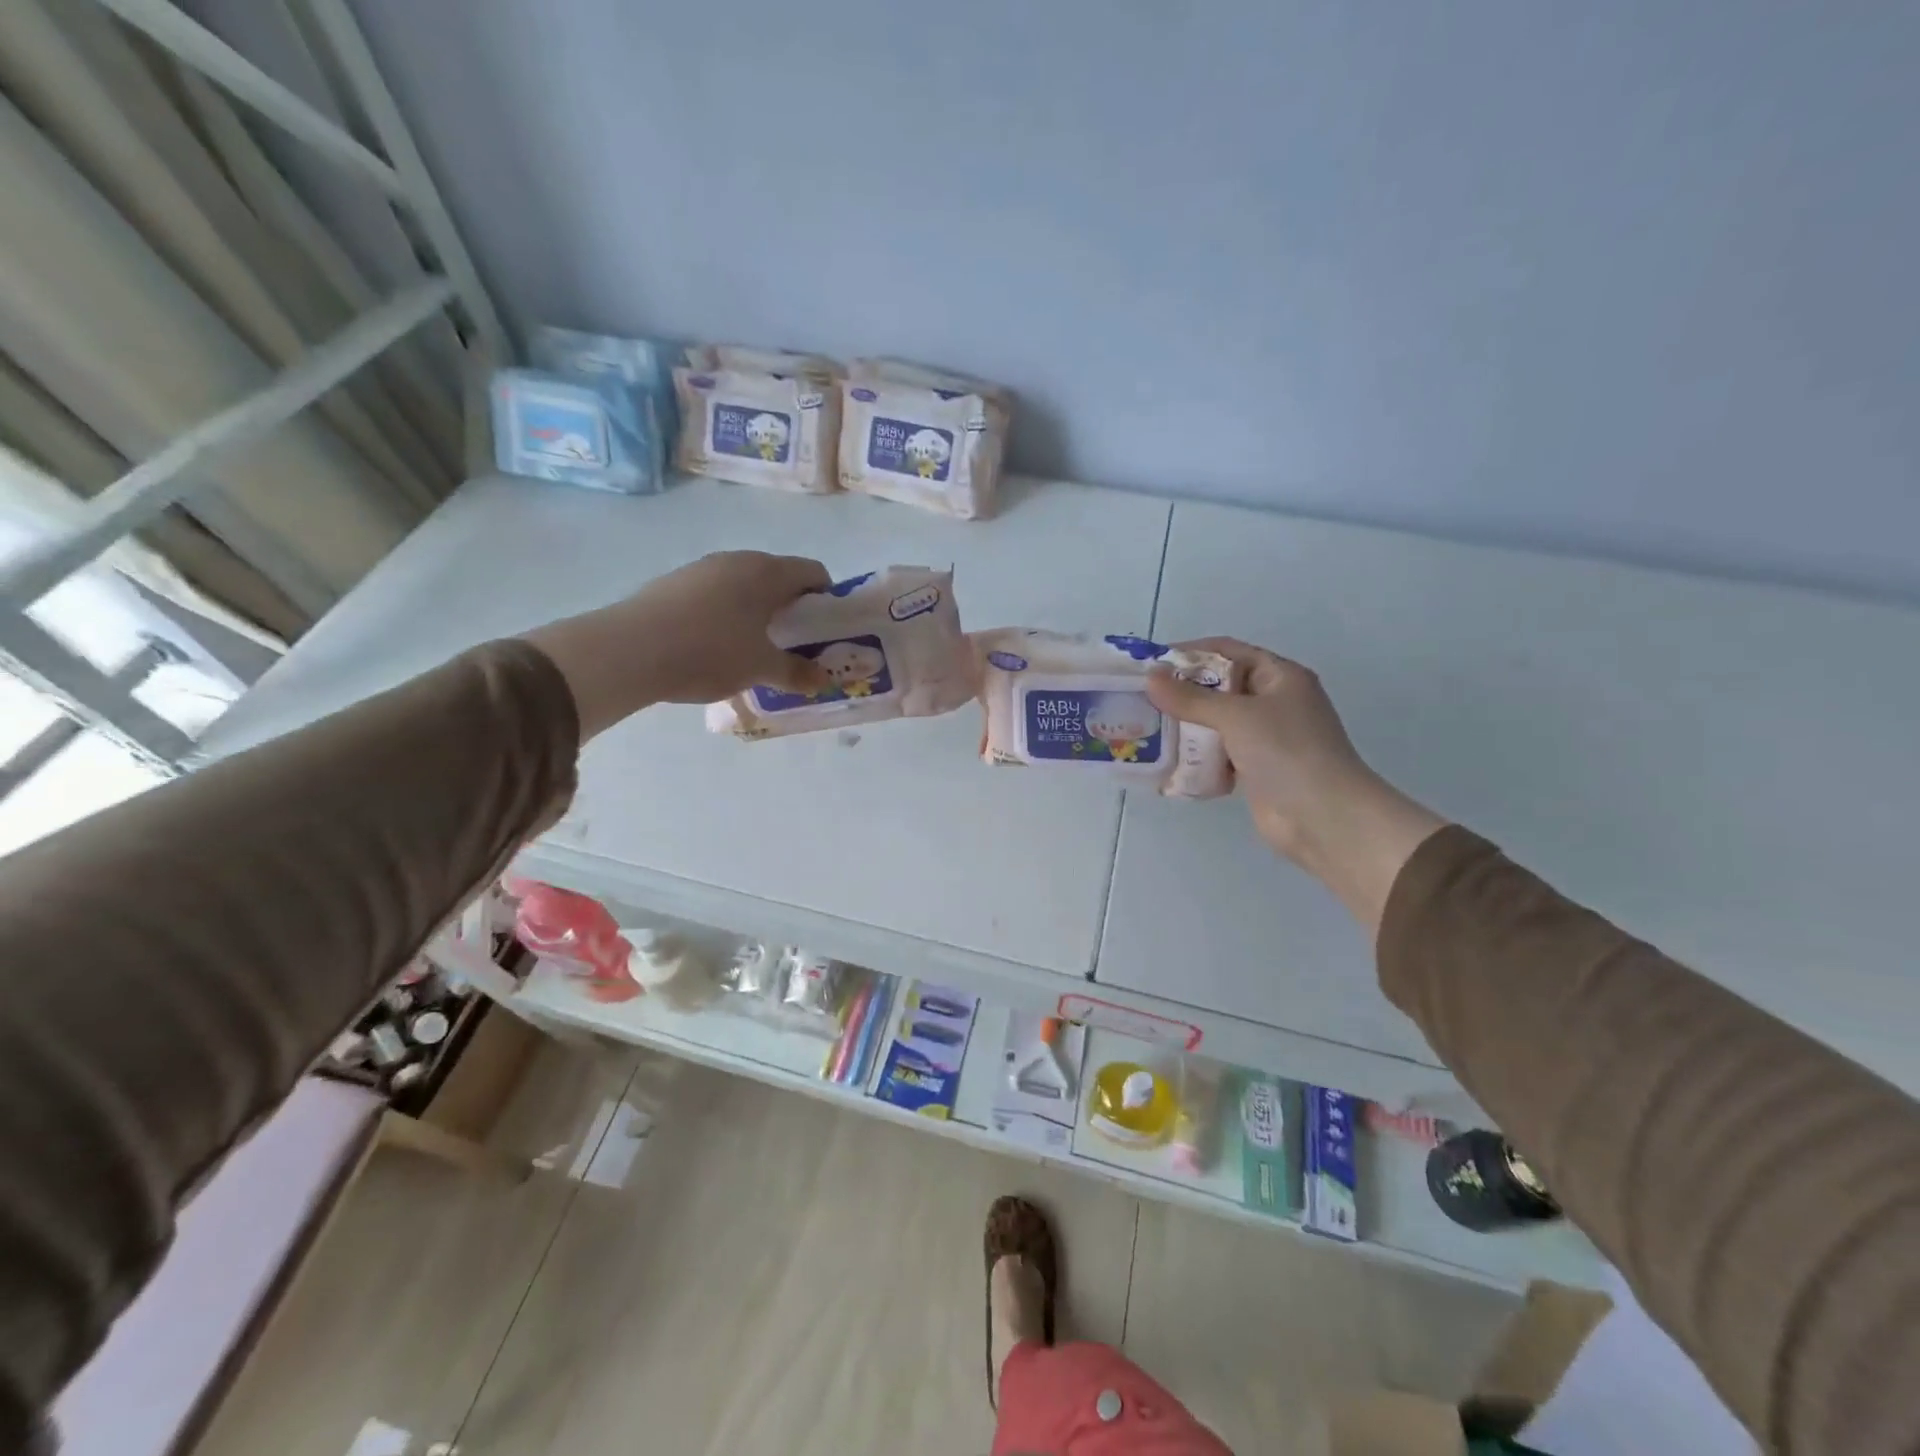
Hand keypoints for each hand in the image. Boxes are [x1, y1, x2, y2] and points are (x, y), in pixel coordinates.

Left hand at [524, 551, 830, 737]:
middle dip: (790, 609)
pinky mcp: (673, 583)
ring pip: (744, 586)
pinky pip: (714, 594)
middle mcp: (737, 560)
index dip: (826, 599)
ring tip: (752, 649)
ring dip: (756, 612)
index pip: (813, 572)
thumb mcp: (761, 668)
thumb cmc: (710, 652)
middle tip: (792, 645)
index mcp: (767, 572)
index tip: (823, 631)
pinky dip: (726, 614)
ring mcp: (701, 568)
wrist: (629, 650)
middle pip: (778, 577)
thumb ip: (797, 673)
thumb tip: (823, 680)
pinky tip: (713, 646)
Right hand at [1147, 638, 1445, 933]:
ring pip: (1217, 723)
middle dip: (1183, 693)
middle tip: (1143, 698)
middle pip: (1220, 687)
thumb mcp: (1236, 716)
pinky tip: (1169, 760)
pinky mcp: (1256, 769)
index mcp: (1280, 677)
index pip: (1229, 651)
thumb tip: (1150, 677)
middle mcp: (1274, 702)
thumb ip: (1191, 698)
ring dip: (1187, 726)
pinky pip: (1219, 754)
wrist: (1323, 817)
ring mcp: (1266, 738)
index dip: (1192, 652)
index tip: (1154, 663)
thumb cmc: (1286, 751)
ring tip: (1148, 728)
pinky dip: (1198, 756)